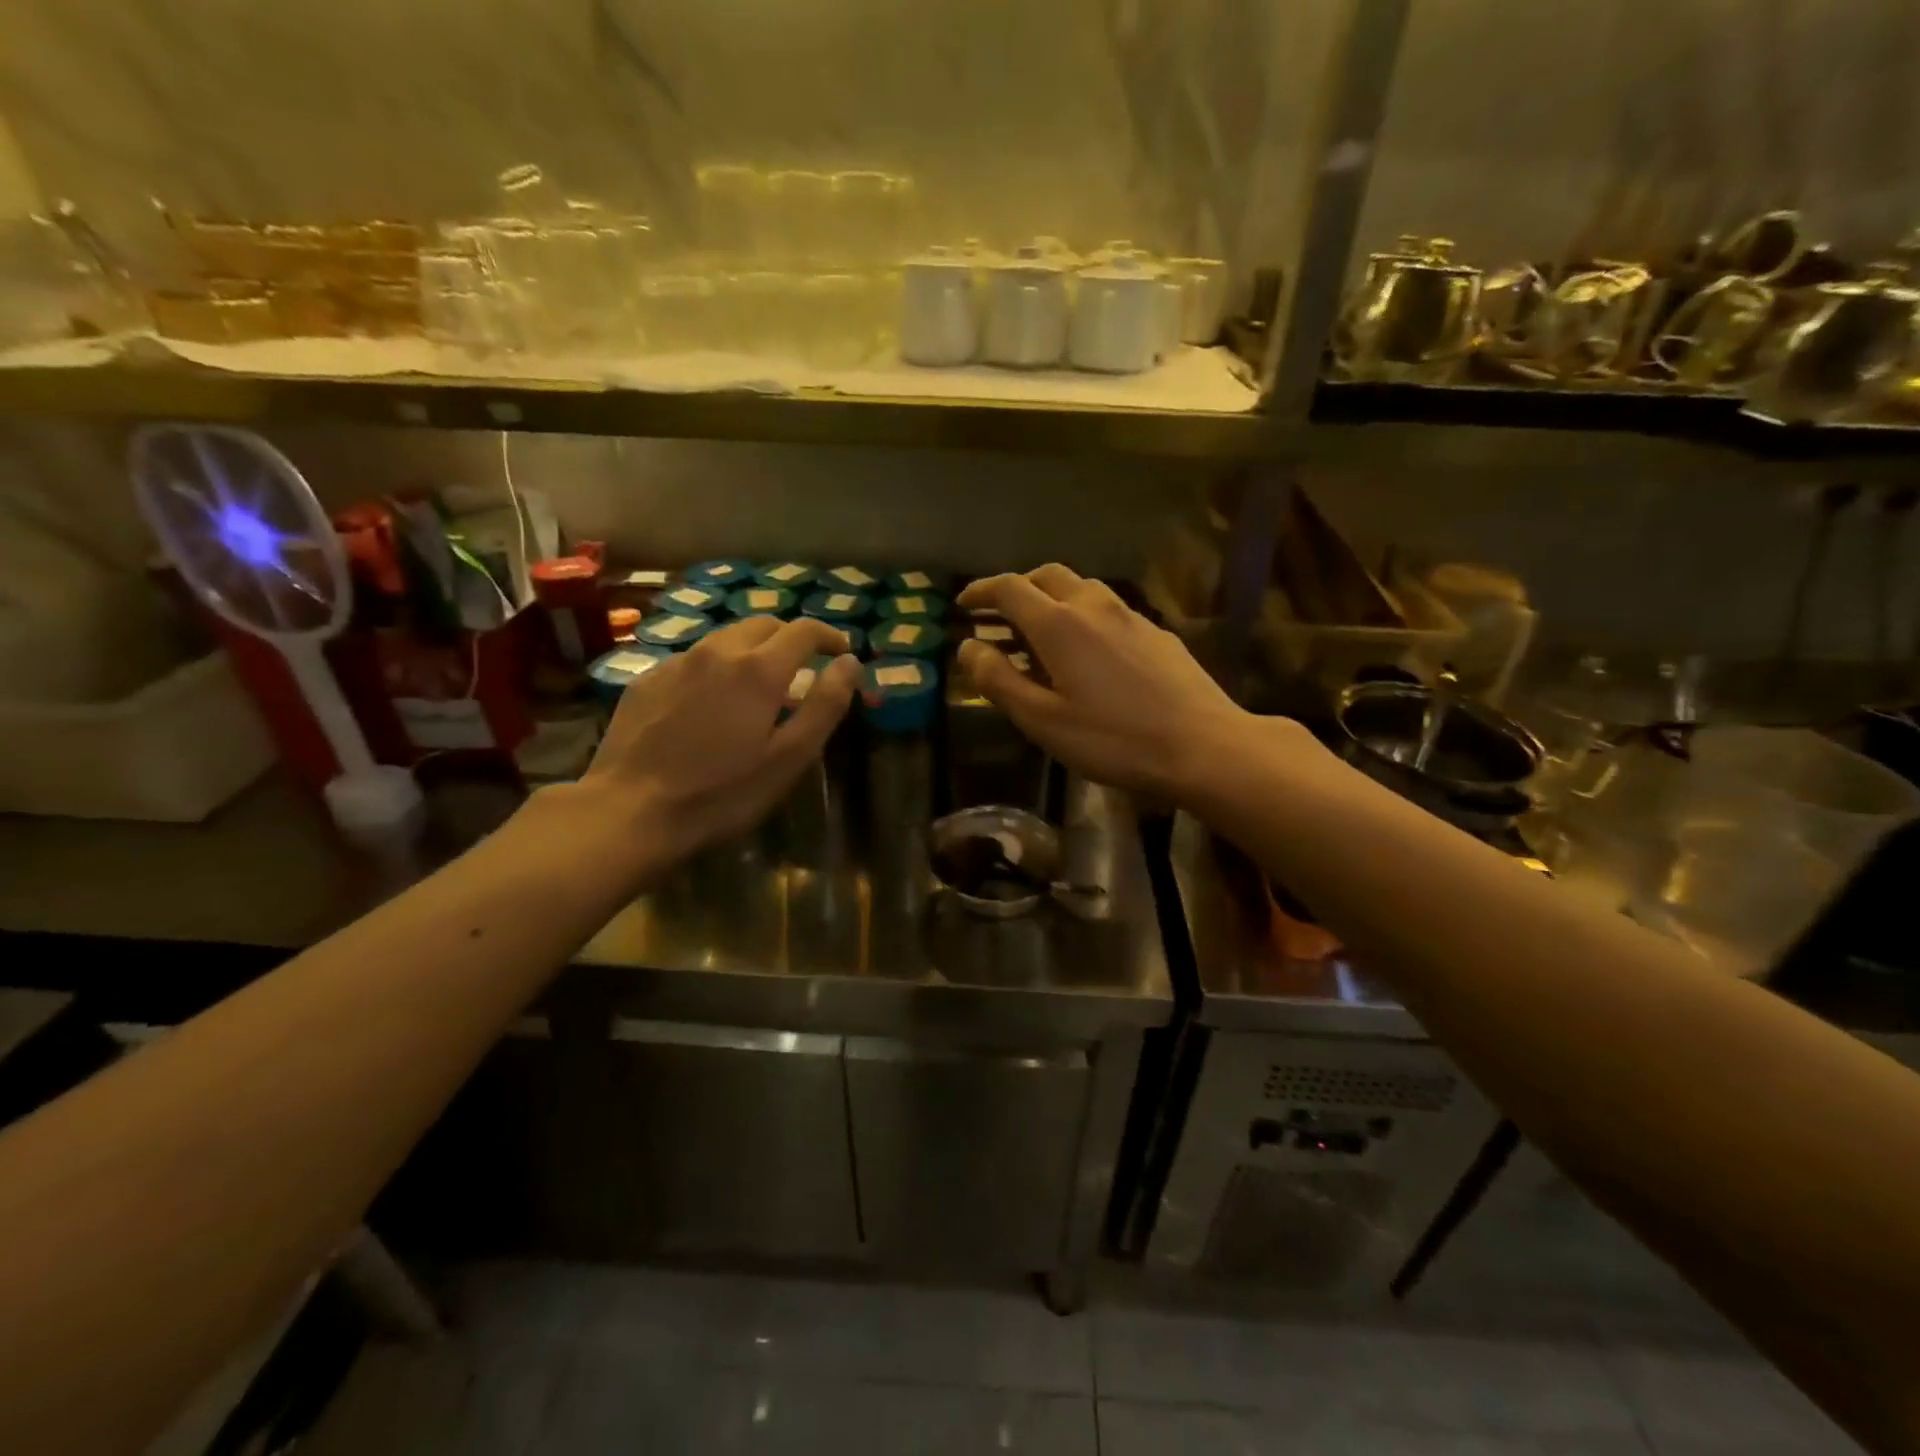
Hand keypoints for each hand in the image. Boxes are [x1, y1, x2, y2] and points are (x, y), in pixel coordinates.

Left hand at [575, 616, 860, 871]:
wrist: (629, 811)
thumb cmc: (721, 793)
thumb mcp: (789, 757)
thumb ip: (824, 705)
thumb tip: (850, 663)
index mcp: (758, 669)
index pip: (804, 630)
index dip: (829, 636)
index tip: (842, 652)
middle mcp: (717, 651)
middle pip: (763, 624)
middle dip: (790, 638)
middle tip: (803, 668)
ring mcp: (676, 662)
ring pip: (725, 639)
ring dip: (751, 651)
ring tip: (757, 686)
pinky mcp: (646, 679)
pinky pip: (693, 660)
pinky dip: (715, 669)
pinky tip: (710, 704)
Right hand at [955, 565, 1259, 801]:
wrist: (1202, 746)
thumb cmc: (1114, 739)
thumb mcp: (1043, 720)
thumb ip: (999, 680)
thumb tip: (968, 647)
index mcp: (1059, 624)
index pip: (1009, 588)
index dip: (981, 590)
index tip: (963, 602)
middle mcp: (1094, 606)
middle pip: (1046, 576)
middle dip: (1017, 588)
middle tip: (999, 614)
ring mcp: (1131, 615)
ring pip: (1081, 588)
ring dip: (1051, 598)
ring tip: (1040, 631)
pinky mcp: (1156, 632)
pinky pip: (1108, 609)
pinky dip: (1082, 615)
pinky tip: (1088, 651)